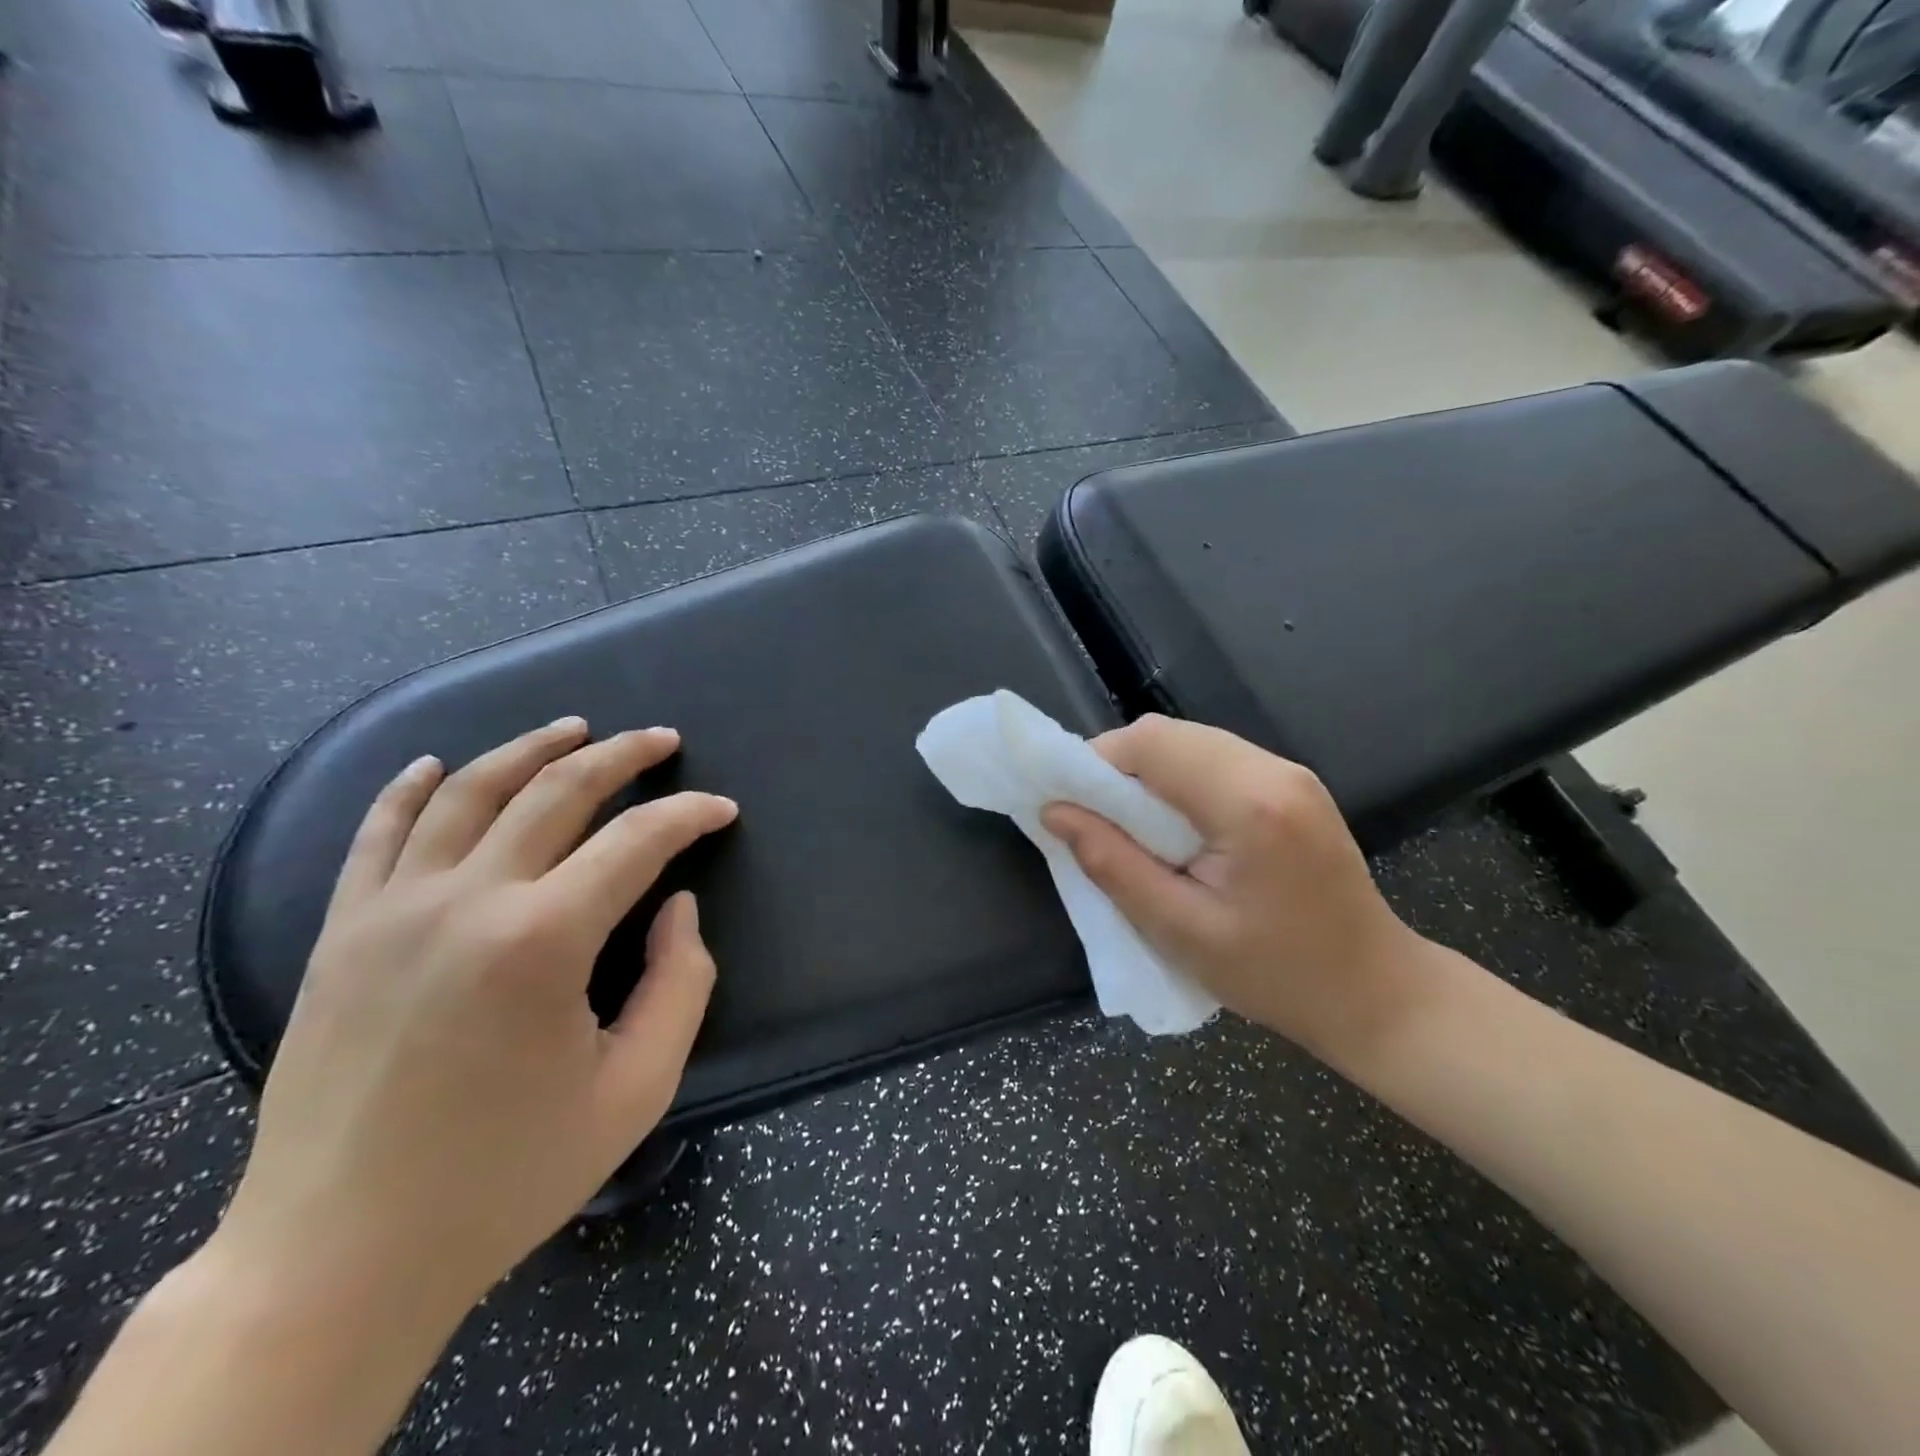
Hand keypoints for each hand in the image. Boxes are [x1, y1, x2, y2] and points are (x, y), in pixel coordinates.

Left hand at [214, 718, 737, 1327]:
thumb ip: (680, 983)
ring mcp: (390, 911)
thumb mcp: (636, 1089)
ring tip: (574, 728)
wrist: (338, 1258)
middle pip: (556, 791)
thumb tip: (676, 906)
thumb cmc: (507, 1177)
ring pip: (468, 791)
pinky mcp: (340, 934)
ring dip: (529, 748)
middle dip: (622, 755)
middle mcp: (464, 902)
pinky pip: (376, 834)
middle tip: (662, 739)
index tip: (721, 810)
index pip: (636, 841)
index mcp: (542, 941)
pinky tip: (437, 764)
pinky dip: (409, 788)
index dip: (689, 815)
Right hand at [1042, 715, 1421, 1059]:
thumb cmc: (1275, 974)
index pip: (1152, 744)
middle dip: (1119, 767)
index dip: (1097, 763)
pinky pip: (1216, 759)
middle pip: (1170, 734)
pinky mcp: (1293, 785)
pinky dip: (1179, 780)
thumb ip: (1111, 864)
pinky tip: (1175, 827)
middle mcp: (1274, 770)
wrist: (1375, 992)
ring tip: (1131, 828)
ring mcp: (1290, 773)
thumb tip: (1055, 813)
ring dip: (1149, 773)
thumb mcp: (1179, 930)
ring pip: (1191, 742)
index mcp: (1249, 804)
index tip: (1071, 806)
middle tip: (1096, 820)